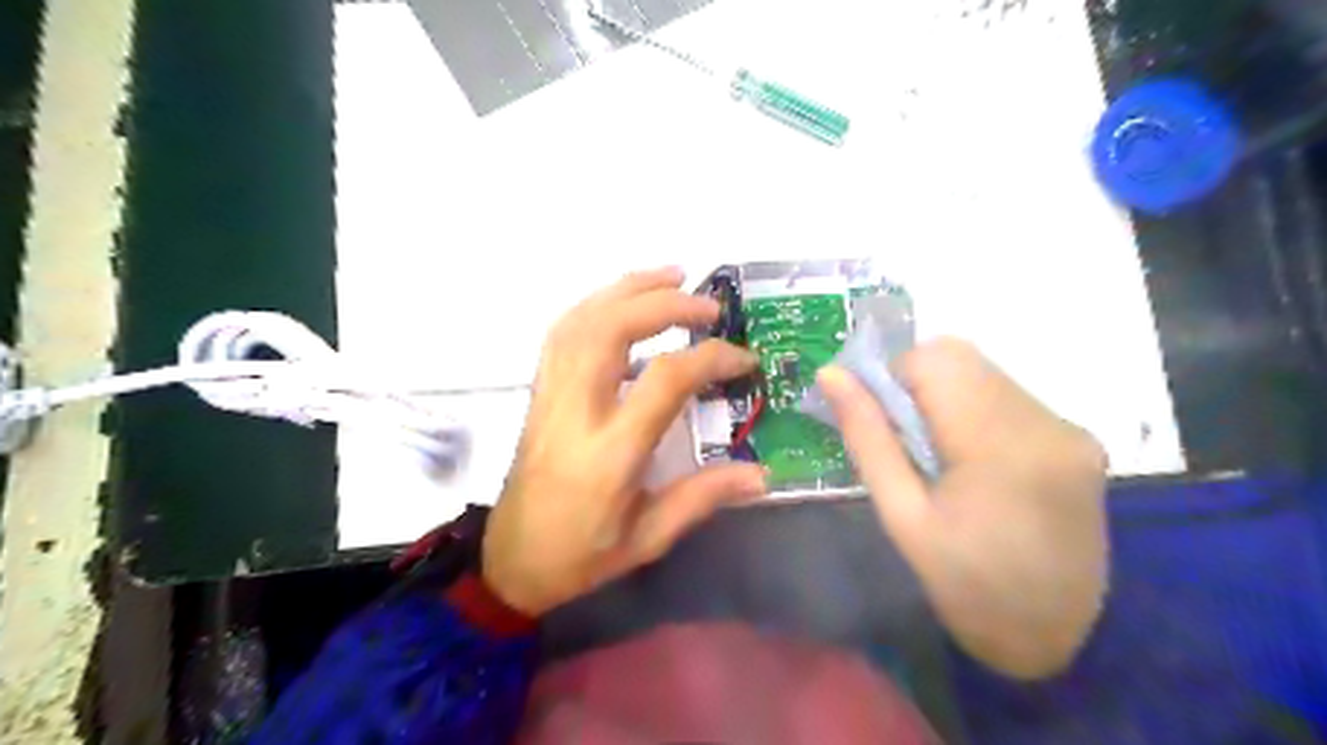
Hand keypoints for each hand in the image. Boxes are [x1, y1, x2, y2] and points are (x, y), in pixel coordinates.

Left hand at [482, 269, 767, 616]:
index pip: (665, 380)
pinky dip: (596, 305)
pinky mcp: (539, 393)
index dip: (710, 359)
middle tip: (709, 304)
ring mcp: (550, 396)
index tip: (744, 360)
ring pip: (581, 320)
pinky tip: (623, 305)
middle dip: (664, 303)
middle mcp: (575, 411)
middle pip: (611, 329)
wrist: (510, 562)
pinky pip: (563, 332)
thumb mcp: (648, 538)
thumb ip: (703, 498)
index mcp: (610, 451)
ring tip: (670, 277)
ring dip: (627, 289)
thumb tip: (761, 474)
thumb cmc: (581, 554)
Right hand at [819, 338, 1112, 680]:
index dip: (893, 376)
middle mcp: (1044, 422)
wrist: (1057, 638)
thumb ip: (867, 437)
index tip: (878, 418)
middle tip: (903, 436)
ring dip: (947, 394)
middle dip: (918, 381)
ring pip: (986, 371)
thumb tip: (831, 375)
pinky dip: (976, 408)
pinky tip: (973, 459)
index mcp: (999, 446)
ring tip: (938, 453)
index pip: (935, 360)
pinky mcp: (1081, 438)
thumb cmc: (964, 584)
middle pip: (962, 357)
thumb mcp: (902, 516)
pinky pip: (1011, 395)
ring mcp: (1069, 428)